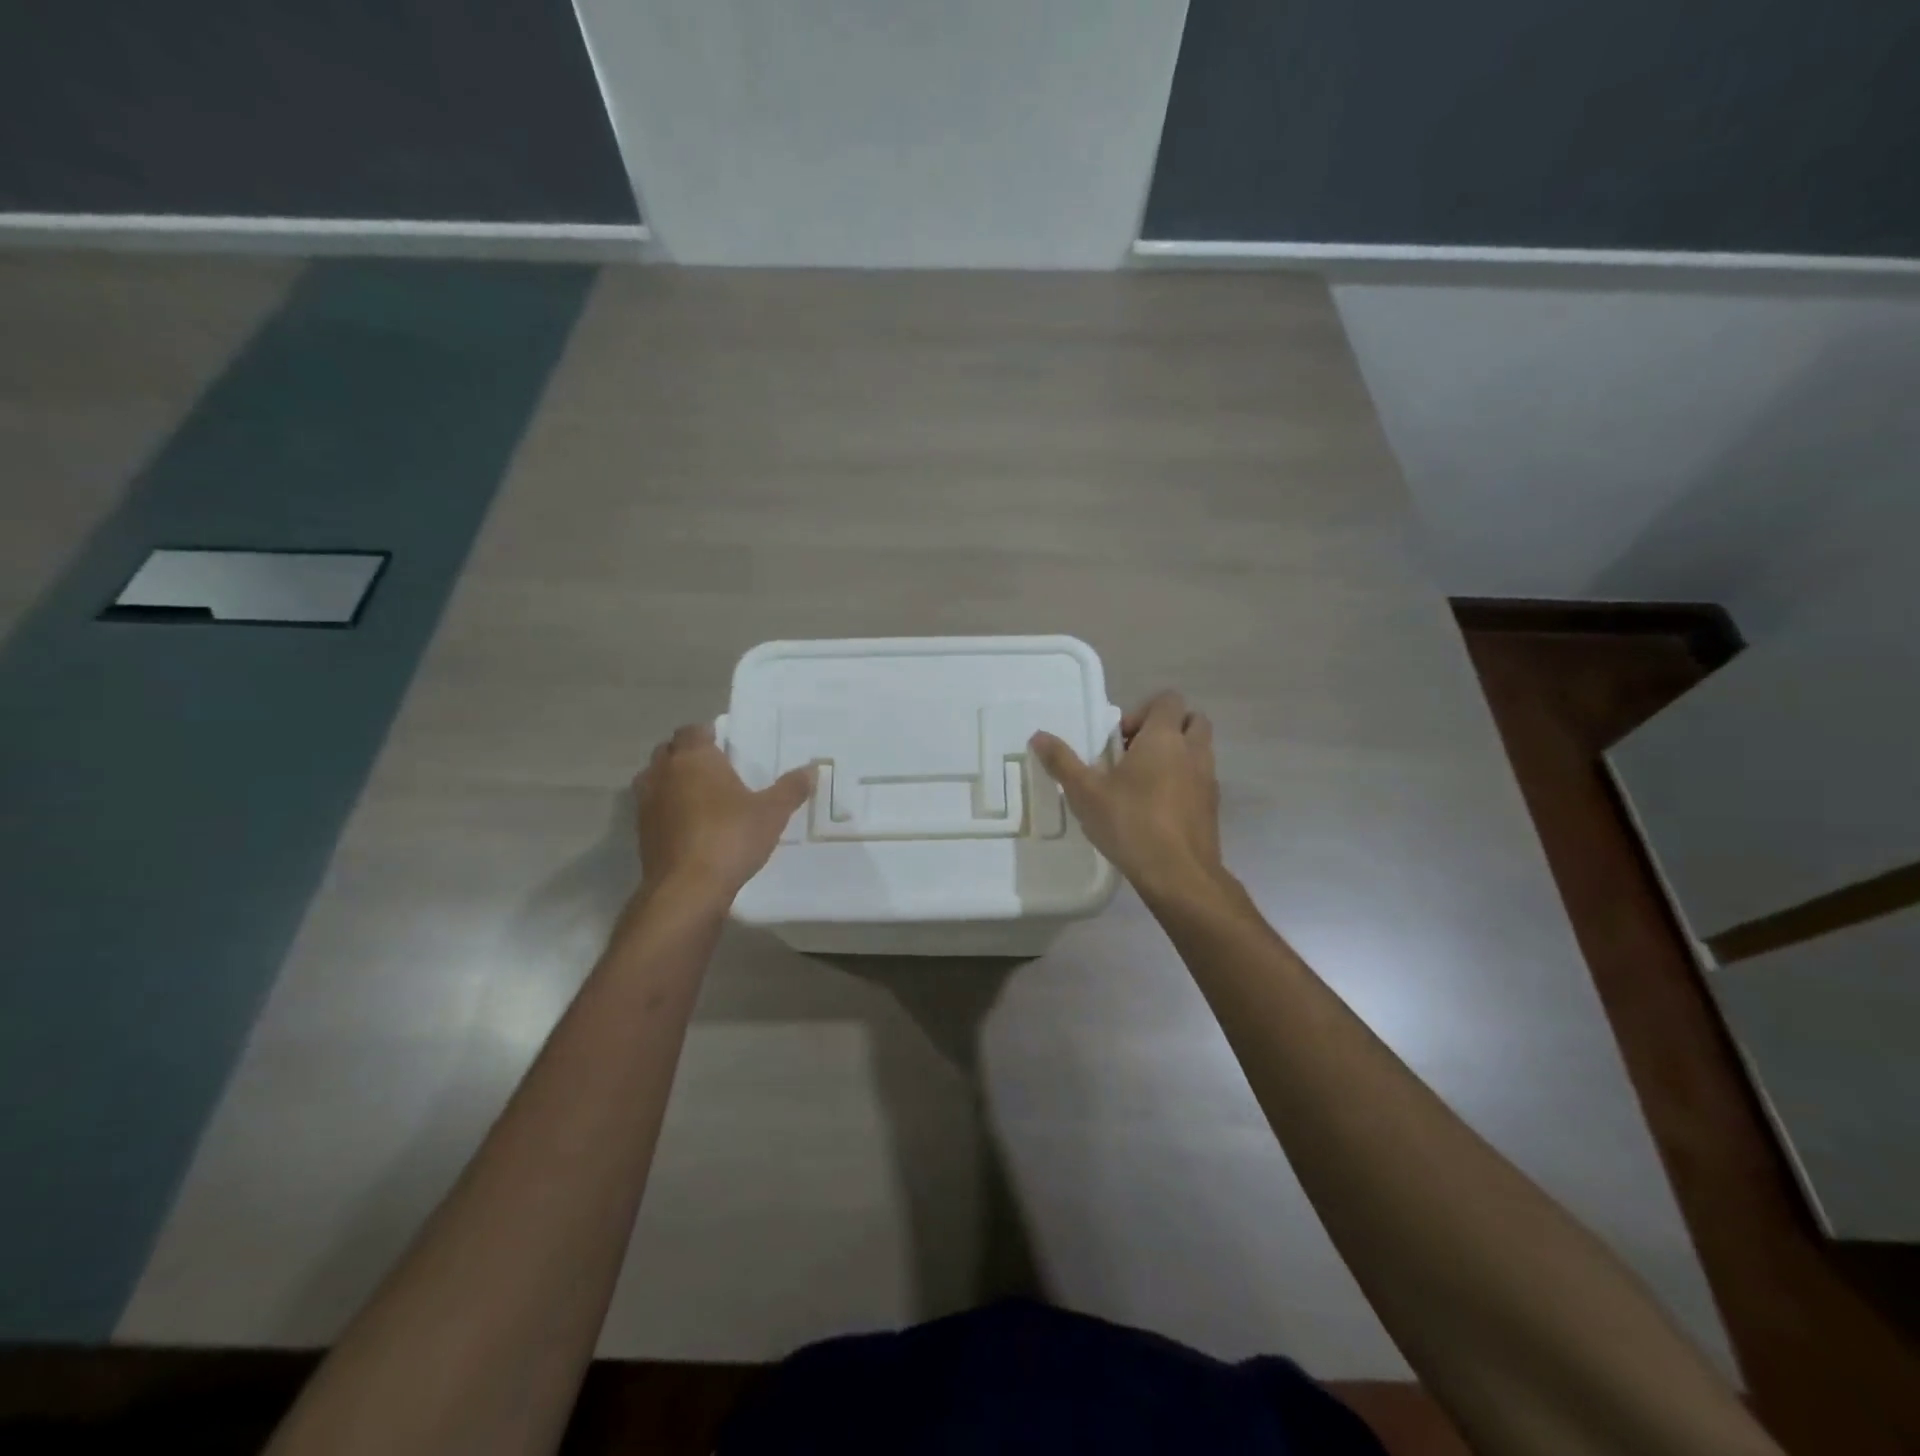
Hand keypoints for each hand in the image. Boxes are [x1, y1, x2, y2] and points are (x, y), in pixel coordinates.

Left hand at [635, 724, 814, 903]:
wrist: (687, 889)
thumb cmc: (730, 838)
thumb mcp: (772, 813)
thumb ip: (791, 788)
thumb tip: (811, 769)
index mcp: (693, 757)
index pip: (693, 730)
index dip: (708, 733)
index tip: (727, 744)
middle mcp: (663, 773)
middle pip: (670, 750)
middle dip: (688, 754)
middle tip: (716, 768)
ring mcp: (646, 803)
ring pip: (655, 778)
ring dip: (673, 780)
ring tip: (701, 795)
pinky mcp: (641, 832)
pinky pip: (654, 808)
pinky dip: (668, 809)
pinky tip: (691, 825)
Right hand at [1030, 691, 1224, 902]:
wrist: (1179, 874)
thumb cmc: (1131, 823)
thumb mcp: (1086, 792)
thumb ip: (1062, 762)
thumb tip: (1038, 736)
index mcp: (1164, 738)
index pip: (1168, 700)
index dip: (1143, 711)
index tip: (1119, 739)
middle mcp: (1193, 751)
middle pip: (1192, 719)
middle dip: (1166, 728)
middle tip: (1135, 753)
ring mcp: (1208, 780)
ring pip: (1200, 750)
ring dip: (1177, 755)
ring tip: (1143, 782)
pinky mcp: (1212, 807)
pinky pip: (1201, 780)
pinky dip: (1184, 782)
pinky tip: (1157, 808)